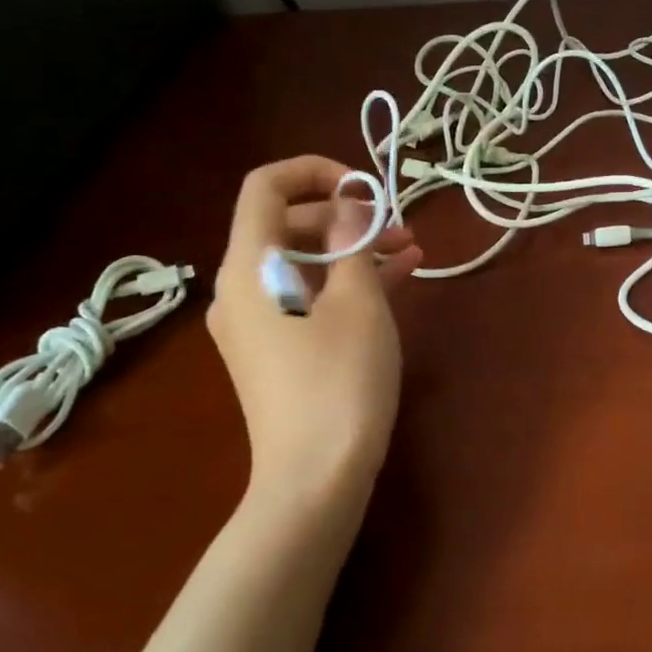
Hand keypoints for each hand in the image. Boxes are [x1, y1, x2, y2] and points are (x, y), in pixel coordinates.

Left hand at [207, 156, 422, 519]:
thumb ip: (352, 241)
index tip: (366, 188)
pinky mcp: (277, 351)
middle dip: (345, 215)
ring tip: (410, 248)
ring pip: (305, 263)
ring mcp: (257, 323)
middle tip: (397, 224)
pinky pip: (309, 298)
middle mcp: (242, 288)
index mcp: (249, 266)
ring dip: (353, 249)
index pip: (266, 186)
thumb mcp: (358, 302)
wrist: (314, 481)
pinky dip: (347, 283)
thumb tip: (349, 203)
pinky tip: (400, 277)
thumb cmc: (338, 381)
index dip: (316, 171)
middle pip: (288, 224)